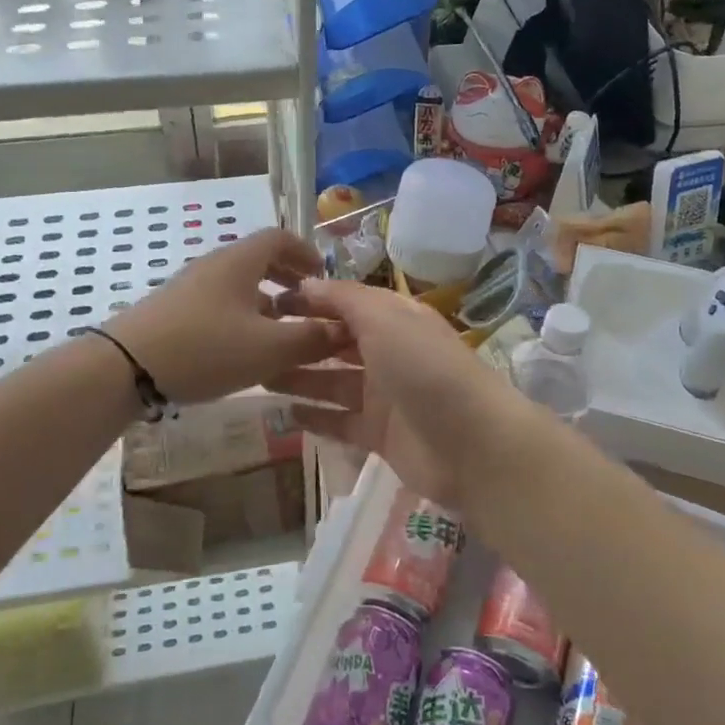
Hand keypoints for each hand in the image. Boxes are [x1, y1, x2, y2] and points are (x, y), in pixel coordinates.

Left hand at [105, 229, 344, 405]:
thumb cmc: (206, 348)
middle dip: (288, 278)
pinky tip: (243, 349)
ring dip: (265, 301)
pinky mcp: (174, 311)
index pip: (280, 238)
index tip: (324, 277)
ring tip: (280, 331)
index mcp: (240, 261)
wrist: (125, 367)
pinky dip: (241, 316)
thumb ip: (311, 338)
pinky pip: (219, 303)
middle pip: (258, 260)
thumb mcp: (269, 348)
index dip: (306, 253)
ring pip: (238, 284)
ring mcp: (190, 287)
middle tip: (308, 305)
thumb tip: (342, 329)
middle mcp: (215, 265)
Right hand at [269, 279, 522, 510]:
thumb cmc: (425, 368)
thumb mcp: (385, 318)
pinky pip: (339, 421)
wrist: (471, 443)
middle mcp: (389, 352)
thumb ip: (344, 298)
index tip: (270, 303)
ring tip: (258, 377)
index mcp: (395, 319)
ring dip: (300, 377)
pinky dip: (315, 417)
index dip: (311, 300)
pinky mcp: (379, 435)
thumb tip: (307, 282)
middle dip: (300, 340)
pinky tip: (284, 414)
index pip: (346, 303)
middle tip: (254, 342)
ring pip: (333, 382)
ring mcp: (384, 396)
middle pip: (337, 342)